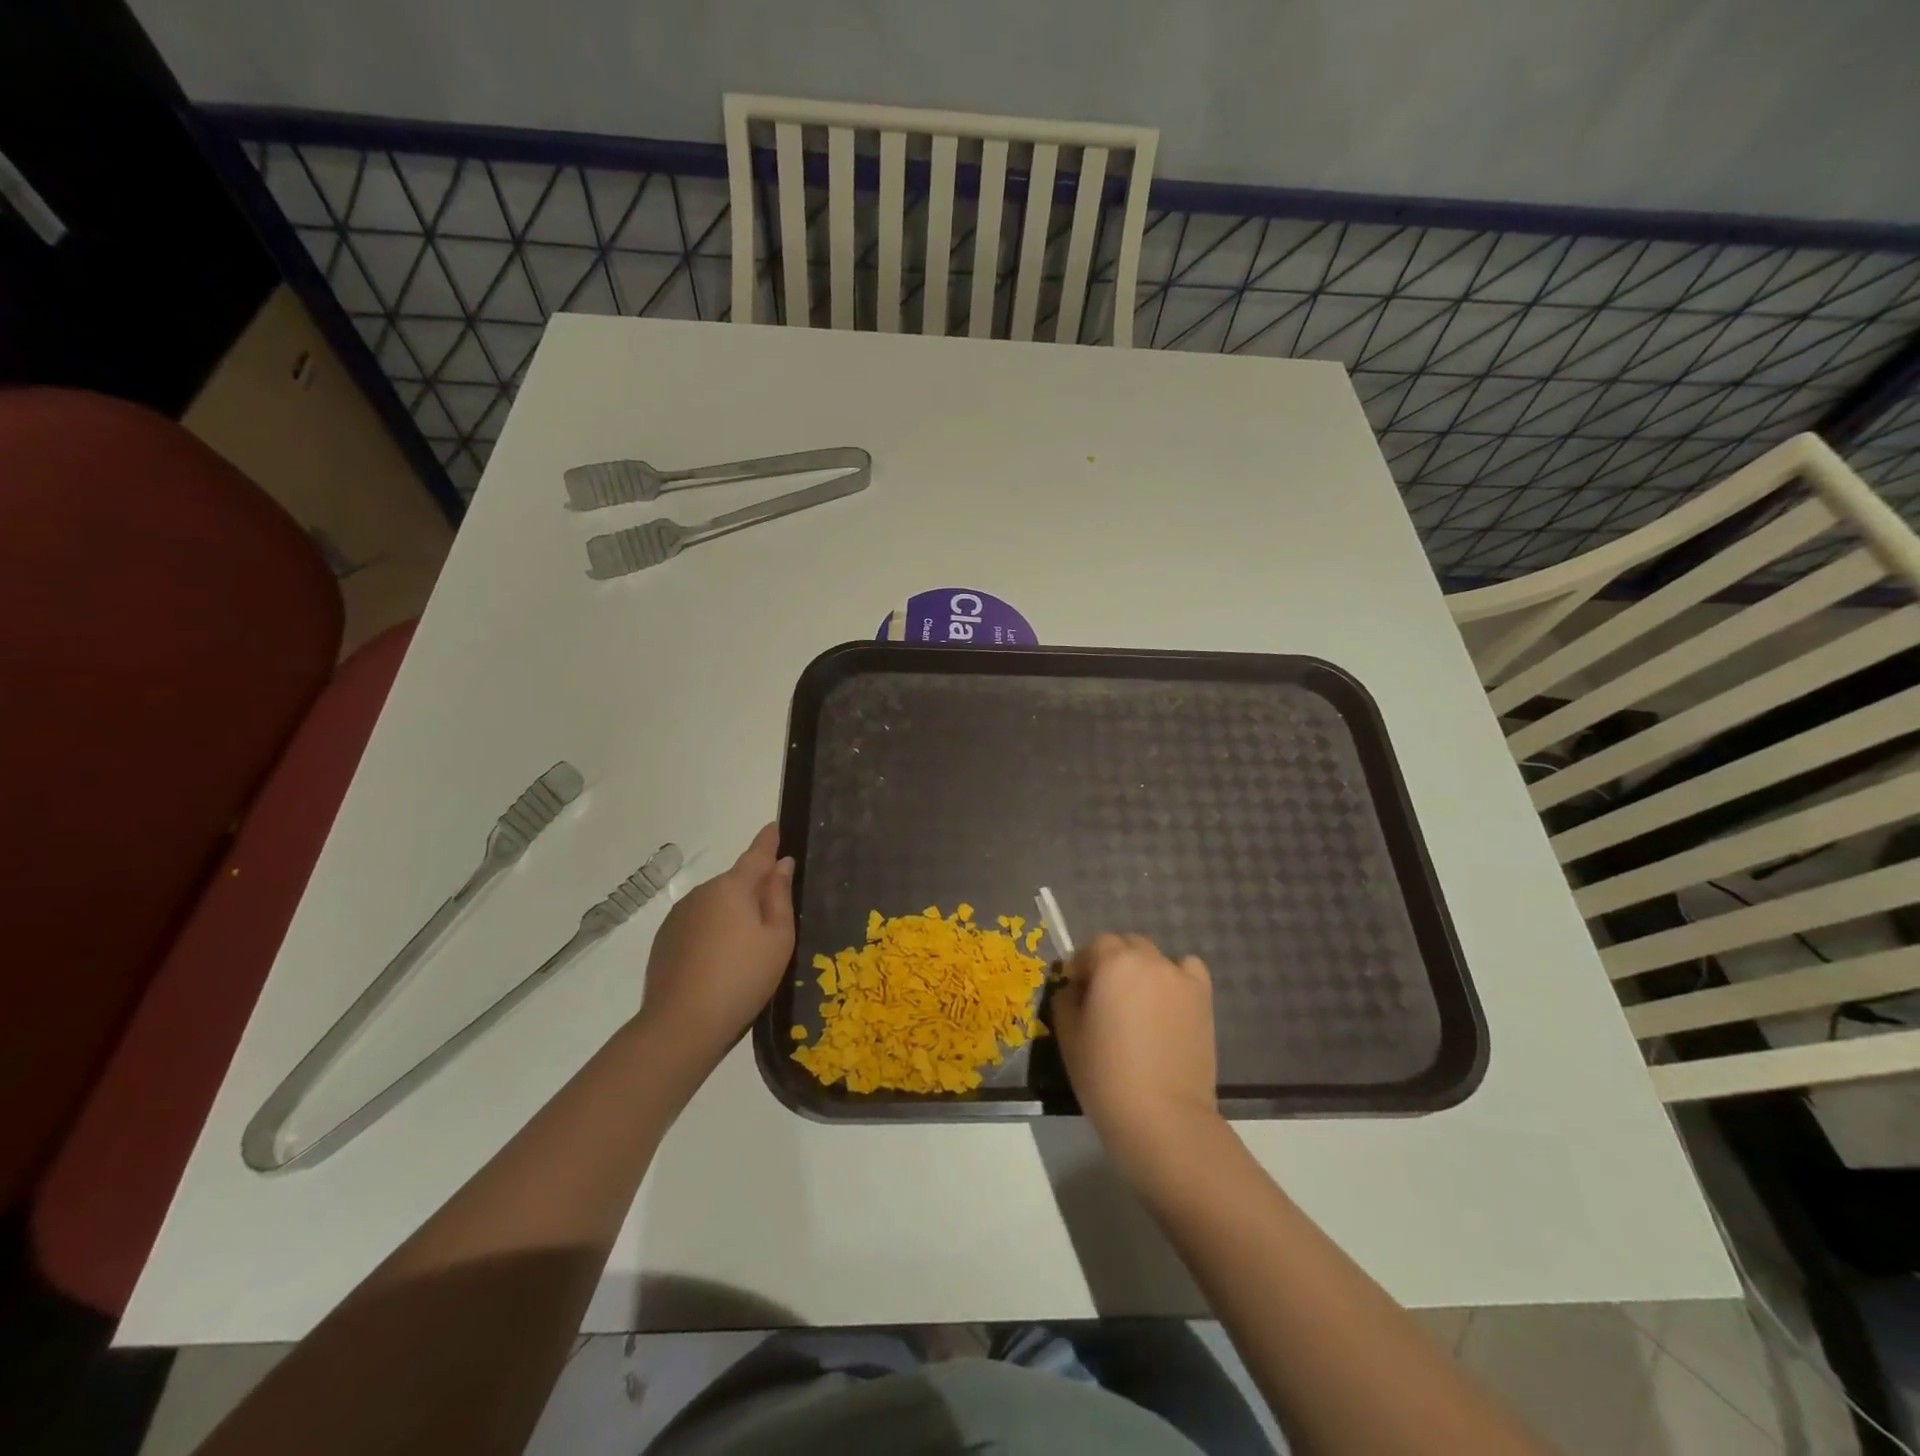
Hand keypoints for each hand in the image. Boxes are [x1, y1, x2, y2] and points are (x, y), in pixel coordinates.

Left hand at [636, 823, 794, 1075]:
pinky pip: (697, 925)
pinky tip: (718, 964)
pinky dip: (711, 933)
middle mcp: (702, 892)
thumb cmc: (743, 978)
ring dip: (730, 915)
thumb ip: (779, 897)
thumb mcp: (778, 938)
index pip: (756, 854)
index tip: (774, 826)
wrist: (682, 1024)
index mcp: (733, 887)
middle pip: (735, 883)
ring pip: (715, 905)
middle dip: (752, 891)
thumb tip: (781, 864)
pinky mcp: (664, 940)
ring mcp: (679, 916)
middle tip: (772, 921)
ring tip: (745, 951)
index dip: (768, 841)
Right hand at [1052, 934, 1219, 1180]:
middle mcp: (1149, 960)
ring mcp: (1181, 978)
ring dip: (1141, 971)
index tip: (1076, 991)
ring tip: (1137, 1006)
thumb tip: (1075, 987)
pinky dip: (1176, 978)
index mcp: (1113, 962)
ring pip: (1154, 959)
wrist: (1162, 1117)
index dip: (1082, 965)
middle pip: (1126, 945)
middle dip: (1111, 963)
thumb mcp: (1067, 1034)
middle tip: (1104, 1000)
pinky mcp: (1203, 999)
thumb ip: (1066, 998)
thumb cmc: (1105, 1075)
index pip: (1094, 945)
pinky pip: (1187, 971)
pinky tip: (1168, 1003)